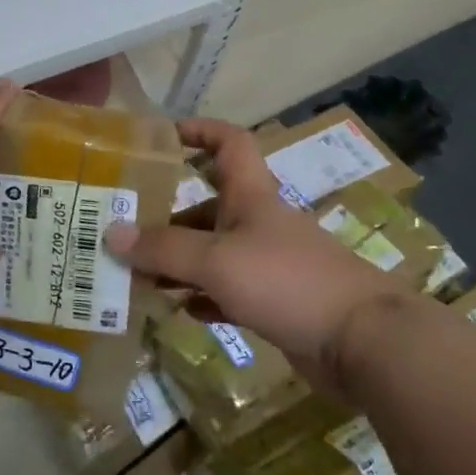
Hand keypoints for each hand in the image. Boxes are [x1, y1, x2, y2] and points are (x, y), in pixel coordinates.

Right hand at [104, 118, 405, 381]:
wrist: (364, 343)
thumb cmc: (288, 281)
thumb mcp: (217, 260)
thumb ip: (164, 248)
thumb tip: (111, 233)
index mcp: (251, 195)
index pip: (228, 143)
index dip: (199, 131)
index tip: (163, 135)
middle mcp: (258, 223)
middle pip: (206, 206)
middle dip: (166, 216)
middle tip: (121, 231)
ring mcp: (268, 264)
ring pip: (212, 253)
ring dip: (177, 263)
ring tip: (135, 276)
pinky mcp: (275, 302)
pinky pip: (226, 292)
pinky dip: (201, 297)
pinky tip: (176, 310)